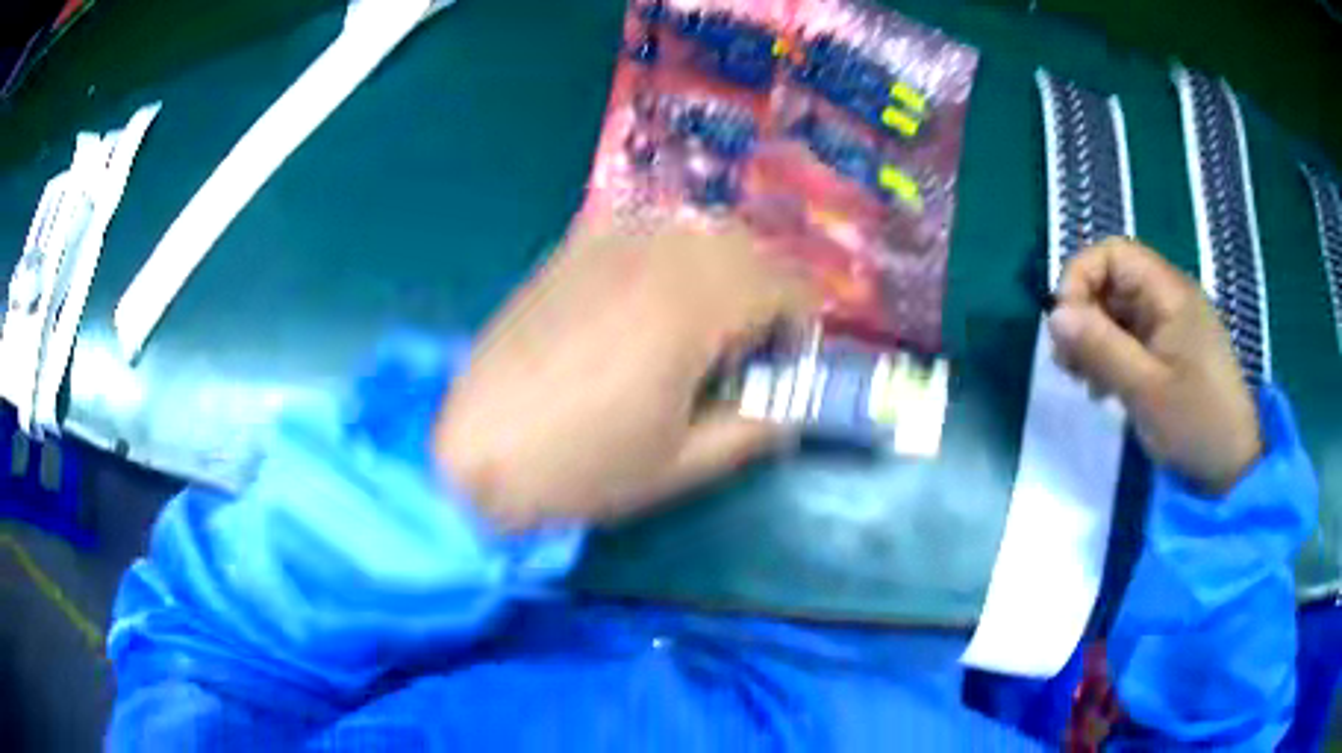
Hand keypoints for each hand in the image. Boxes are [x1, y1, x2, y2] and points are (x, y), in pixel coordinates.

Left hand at [433, 226, 813, 528]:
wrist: (475, 453)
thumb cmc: (580, 467)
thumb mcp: (681, 465)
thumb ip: (752, 430)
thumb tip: (791, 408)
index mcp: (689, 307)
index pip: (781, 282)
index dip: (801, 318)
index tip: (789, 358)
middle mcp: (653, 257)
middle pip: (742, 244)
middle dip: (766, 287)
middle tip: (751, 344)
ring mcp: (604, 245)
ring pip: (693, 229)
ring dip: (720, 266)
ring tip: (703, 321)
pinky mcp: (569, 251)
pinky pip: (641, 228)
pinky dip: (668, 252)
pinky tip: (648, 297)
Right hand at [1048, 238, 1261, 493]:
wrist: (1233, 468)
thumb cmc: (1195, 424)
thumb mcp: (1145, 389)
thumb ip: (1100, 347)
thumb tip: (1054, 315)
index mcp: (1169, 292)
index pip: (1113, 254)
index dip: (1080, 278)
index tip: (1064, 326)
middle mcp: (1170, 298)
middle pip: (1113, 281)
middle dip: (1083, 315)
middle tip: (1067, 363)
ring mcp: (1171, 325)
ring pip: (1118, 312)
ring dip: (1093, 339)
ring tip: (1083, 381)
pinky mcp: (1171, 352)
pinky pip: (1131, 338)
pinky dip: (1110, 356)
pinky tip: (1103, 389)